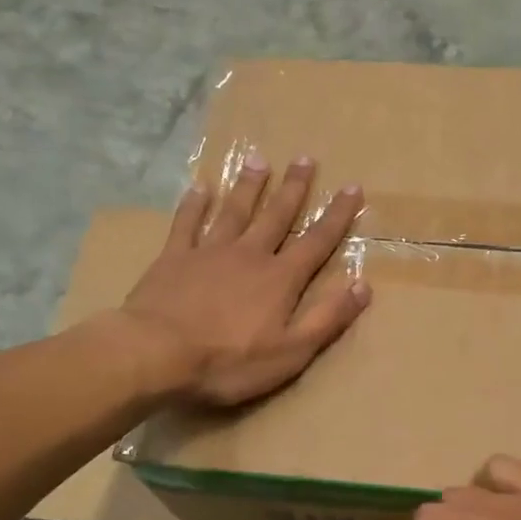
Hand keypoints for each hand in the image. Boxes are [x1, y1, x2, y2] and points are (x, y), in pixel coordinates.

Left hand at [121, 154, 369, 406]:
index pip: (317, 241)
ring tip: (259, 160)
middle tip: (305, 158)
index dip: (337, 216)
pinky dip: (194, 204)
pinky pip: (187, 223)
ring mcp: (209, 252)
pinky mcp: (174, 258)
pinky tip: (199, 187)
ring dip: (249, 186)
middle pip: (276, 215)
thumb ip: (327, 318)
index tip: (352, 188)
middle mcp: (249, 255)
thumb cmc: (229, 361)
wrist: (157, 354)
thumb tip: (363, 285)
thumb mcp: (292, 352)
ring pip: (234, 211)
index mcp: (280, 279)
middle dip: (294, 188)